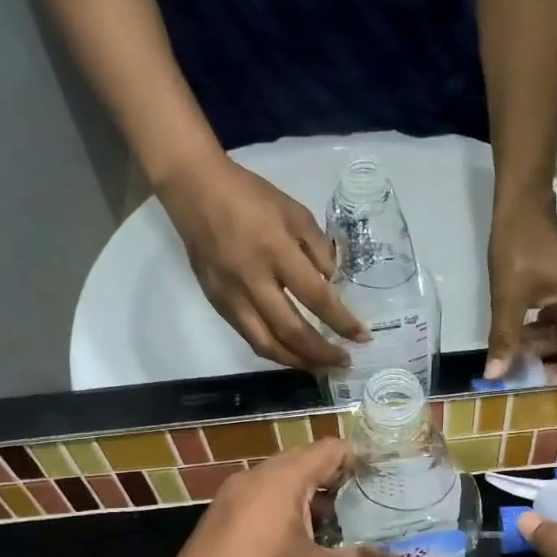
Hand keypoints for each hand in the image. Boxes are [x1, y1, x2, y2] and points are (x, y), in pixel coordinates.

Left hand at [147, 438, 400, 556]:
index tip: (385, 477)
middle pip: (304, 464)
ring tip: (337, 530)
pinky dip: (284, 514)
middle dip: (337, 483)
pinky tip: (297, 548)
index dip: (361, 460)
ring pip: (280, 486)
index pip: (330, 450)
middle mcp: (254, 478)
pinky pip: (260, 504)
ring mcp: (230, 499)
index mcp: (282, 479)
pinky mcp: (217, 522)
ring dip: (309, 502)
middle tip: (367, 506)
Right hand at [159, 158, 368, 370]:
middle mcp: (253, 280)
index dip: (342, 322)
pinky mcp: (217, 302)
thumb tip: (332, 283)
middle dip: (321, 353)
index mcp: (276, 251)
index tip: (362, 337)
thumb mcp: (294, 211)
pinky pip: (248, 336)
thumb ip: (318, 248)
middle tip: (344, 362)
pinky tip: (291, 353)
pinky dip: (273, 350)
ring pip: (266, 343)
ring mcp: (231, 295)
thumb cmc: (250, 196)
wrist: (194, 189)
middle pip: (291, 331)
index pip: (316, 297)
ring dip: (296, 361)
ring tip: (319, 368)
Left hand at [485, 203, 556, 383]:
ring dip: (549, 346)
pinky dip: (545, 332)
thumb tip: (495, 375)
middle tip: (529, 372)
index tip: (537, 386)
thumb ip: (504, 338)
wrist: (521, 206)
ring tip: (518, 352)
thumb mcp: (507, 297)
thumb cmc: (517, 248)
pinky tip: (521, 335)